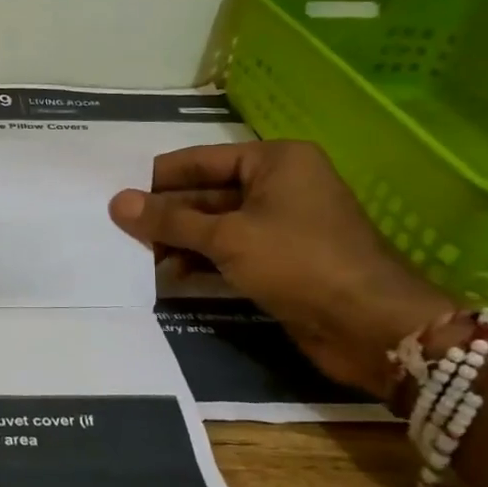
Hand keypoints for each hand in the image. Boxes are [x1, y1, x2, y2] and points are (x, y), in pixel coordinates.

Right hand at [109, 141, 456, 395]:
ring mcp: (281, 224)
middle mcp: (279, 185)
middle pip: (206, 192)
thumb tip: (116, 203)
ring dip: (179, 239)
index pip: (200, 159)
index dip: (158, 178)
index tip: (117, 192)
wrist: (371, 326)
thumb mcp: (227, 237)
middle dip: (166, 213)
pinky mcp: (281, 260)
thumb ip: (169, 220)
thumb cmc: (299, 262)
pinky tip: (171, 273)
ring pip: (216, 223)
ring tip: (138, 254)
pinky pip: (230, 250)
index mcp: (275, 161)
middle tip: (120, 229)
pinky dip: (201, 259)